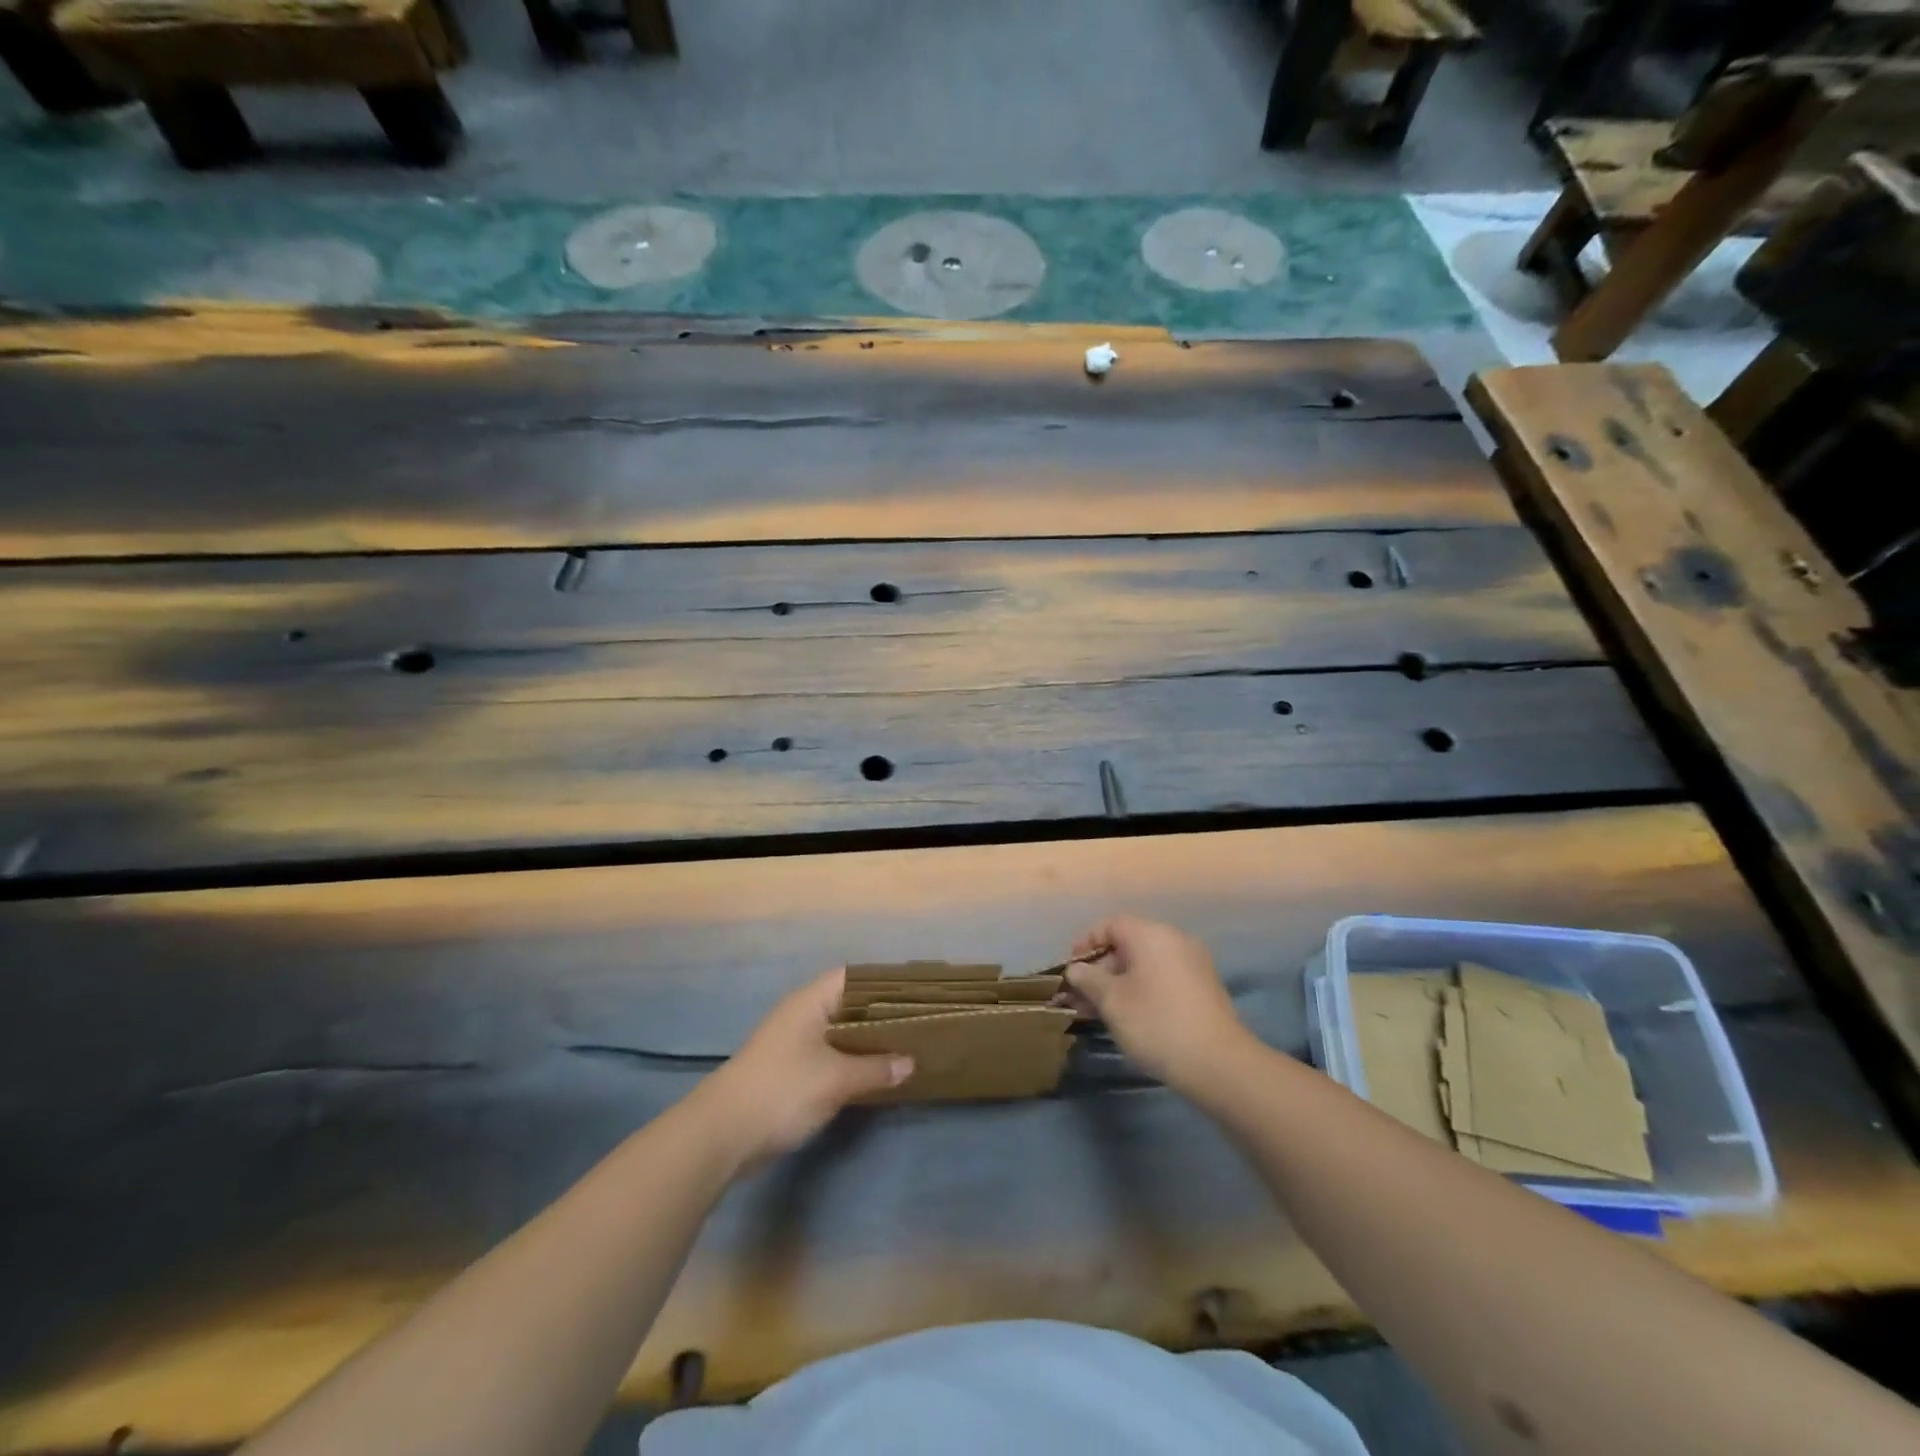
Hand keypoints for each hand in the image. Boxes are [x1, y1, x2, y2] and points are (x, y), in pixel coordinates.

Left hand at [698, 969, 912, 1165]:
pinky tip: (876, 1073)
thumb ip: (876, 1068)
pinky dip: (853, 1060)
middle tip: (921, 1022)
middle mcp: (803, 1014)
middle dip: (882, 1014)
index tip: (918, 993)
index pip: (855, 977)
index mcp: (811, 1001)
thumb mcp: (836, 1079)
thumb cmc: (782, 1090)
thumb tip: (910, 1062)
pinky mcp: (791, 1070)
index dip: (886, 982)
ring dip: (868, 1040)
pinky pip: (831, 1054)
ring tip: (907, 1046)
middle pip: (850, 1004)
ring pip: (841, 1032)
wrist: (723, 1133)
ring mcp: (795, 1042)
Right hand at [1058, 916, 1253, 1093]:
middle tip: (1080, 999)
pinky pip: (1162, 978)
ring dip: (1118, 984)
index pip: (1109, 925)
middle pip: (1127, 945)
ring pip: (1144, 965)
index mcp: (1151, 934)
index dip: (1085, 944)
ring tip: (1097, 1013)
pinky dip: (1141, 990)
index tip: (1070, 970)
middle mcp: (1174, 940)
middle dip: (1100, 970)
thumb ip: (1088, 979)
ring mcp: (1192, 964)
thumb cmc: (1156, 1023)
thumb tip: (1076, 969)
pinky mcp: (1203, 988)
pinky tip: (1128, 1017)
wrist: (1218, 1064)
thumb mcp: (1112, 1001)